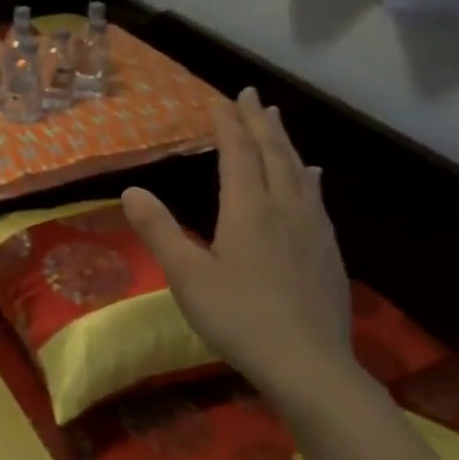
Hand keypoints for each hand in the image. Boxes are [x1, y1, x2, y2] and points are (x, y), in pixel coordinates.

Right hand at [122, 88, 354, 394]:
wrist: (309, 365)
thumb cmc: (238, 318)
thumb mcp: (187, 276)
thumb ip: (159, 230)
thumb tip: (132, 189)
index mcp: (248, 210)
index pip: (237, 154)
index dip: (228, 125)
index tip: (222, 98)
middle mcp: (284, 209)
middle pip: (272, 154)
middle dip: (259, 122)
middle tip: (252, 95)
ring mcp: (311, 229)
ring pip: (297, 172)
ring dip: (284, 142)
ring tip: (277, 120)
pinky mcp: (327, 251)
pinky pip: (316, 197)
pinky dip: (308, 176)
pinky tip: (313, 175)